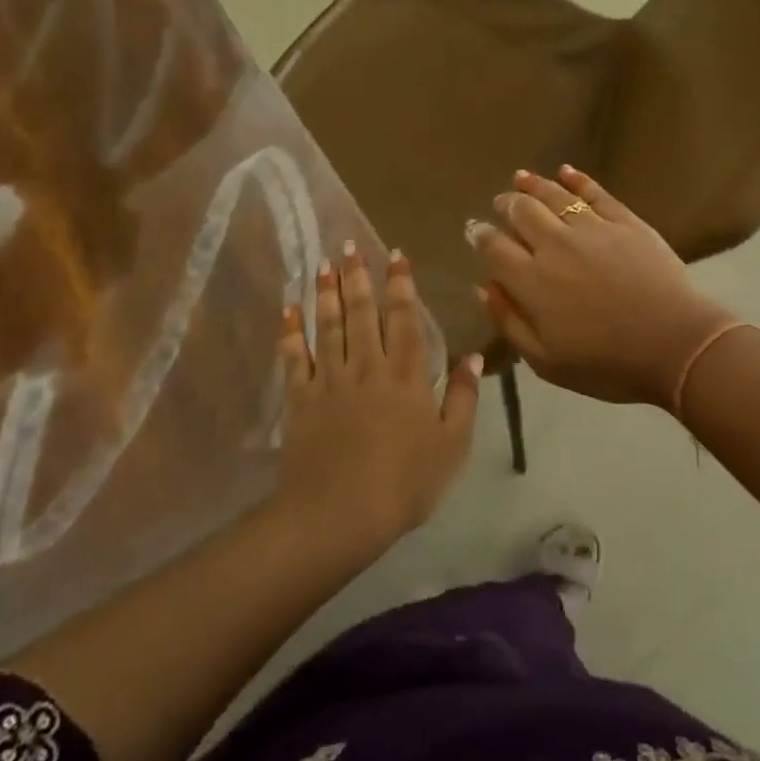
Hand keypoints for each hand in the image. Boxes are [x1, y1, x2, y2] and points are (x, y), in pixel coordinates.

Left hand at [276, 242, 480, 547]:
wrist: (340, 514)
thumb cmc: (406, 483)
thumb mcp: (453, 445)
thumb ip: (464, 398)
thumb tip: (472, 355)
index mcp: (407, 376)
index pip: (405, 319)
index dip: (401, 285)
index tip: (395, 255)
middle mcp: (368, 367)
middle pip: (363, 313)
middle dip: (359, 277)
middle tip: (350, 246)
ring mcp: (330, 380)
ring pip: (329, 326)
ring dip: (326, 293)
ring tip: (324, 264)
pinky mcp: (301, 399)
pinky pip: (294, 357)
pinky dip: (290, 332)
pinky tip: (288, 309)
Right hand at [469, 166, 735, 407]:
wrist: (675, 346)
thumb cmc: (607, 364)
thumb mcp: (545, 361)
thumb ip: (509, 321)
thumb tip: (483, 286)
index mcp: (532, 281)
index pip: (495, 248)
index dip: (480, 235)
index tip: (473, 229)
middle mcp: (556, 246)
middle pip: (522, 213)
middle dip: (506, 205)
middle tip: (500, 202)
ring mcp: (593, 229)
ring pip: (555, 197)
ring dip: (534, 185)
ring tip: (521, 178)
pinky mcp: (626, 222)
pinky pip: (596, 193)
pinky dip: (578, 179)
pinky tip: (566, 171)